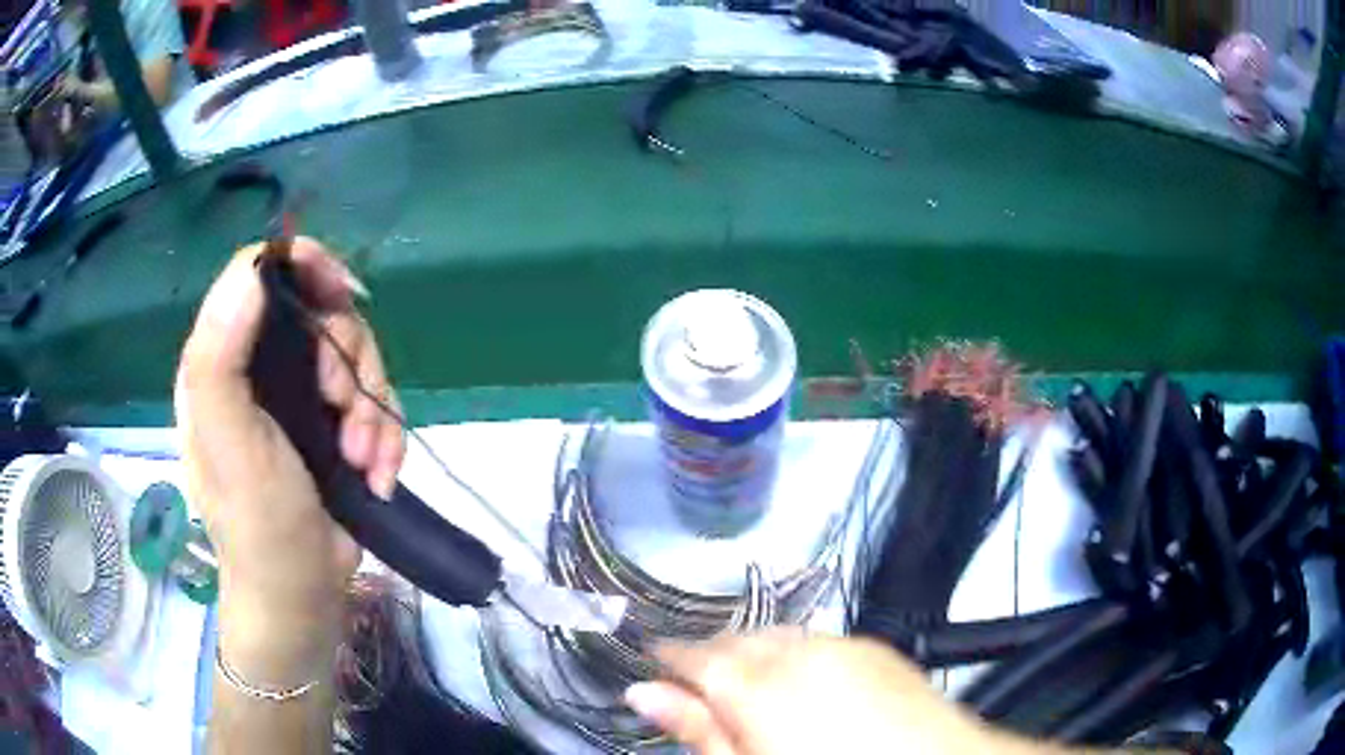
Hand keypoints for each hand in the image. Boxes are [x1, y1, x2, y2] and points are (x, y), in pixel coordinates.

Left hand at [176, 238, 403, 683]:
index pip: (257, 275)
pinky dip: (385, 434)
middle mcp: (259, 368)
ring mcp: (299, 397)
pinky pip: (374, 400)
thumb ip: (221, 354)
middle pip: (319, 311)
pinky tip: (378, 473)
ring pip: (355, 356)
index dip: (302, 267)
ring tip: (365, 459)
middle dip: (347, 359)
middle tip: (343, 410)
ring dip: (371, 407)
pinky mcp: (332, 426)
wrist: (300, 594)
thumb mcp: (228, 439)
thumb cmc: (256, 522)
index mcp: (222, 361)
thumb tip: (253, 269)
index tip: (341, 291)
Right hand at [625, 630, 1054, 754]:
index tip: (654, 661)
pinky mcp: (876, 647)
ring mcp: (841, 644)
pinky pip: (820, 639)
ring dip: (755, 651)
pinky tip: (804, 680)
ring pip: (777, 634)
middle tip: (698, 681)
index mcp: (755, 685)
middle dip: (711, 655)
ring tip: (750, 682)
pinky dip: (798, 651)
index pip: (692, 655)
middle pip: (735, 640)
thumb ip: (696, 728)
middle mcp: (796, 651)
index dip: (668, 656)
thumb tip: (644, 693)